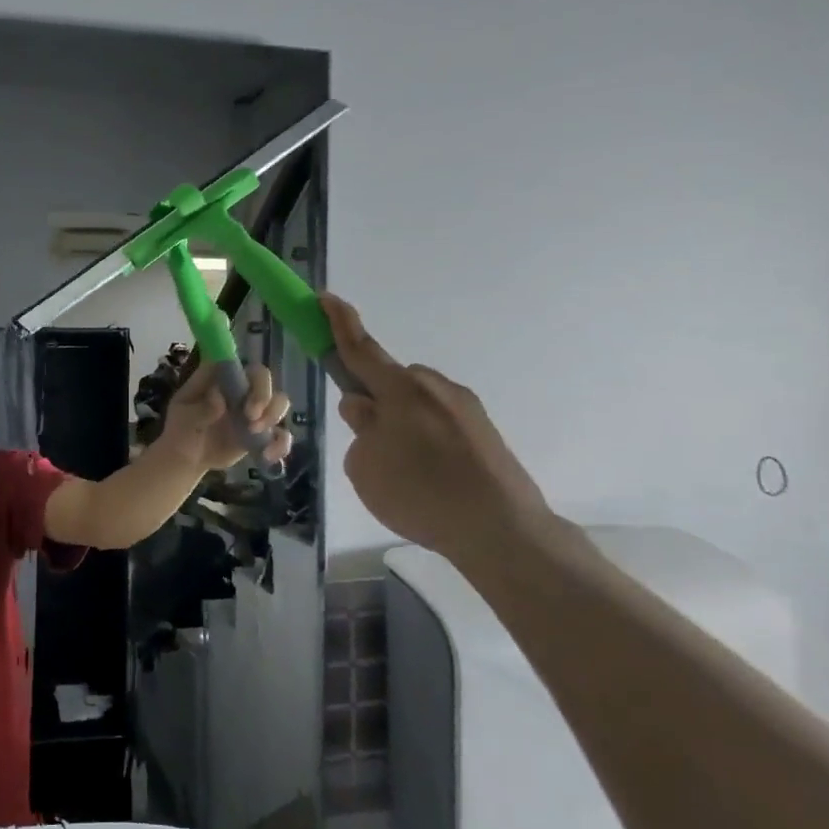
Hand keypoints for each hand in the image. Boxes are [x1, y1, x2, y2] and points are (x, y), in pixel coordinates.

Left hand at [158, 361, 293, 471]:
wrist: (187, 457)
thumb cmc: (182, 429)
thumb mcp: (183, 417)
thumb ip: (200, 408)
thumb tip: (219, 399)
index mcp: (222, 379)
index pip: (241, 365)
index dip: (248, 374)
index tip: (244, 394)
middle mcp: (241, 390)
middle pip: (264, 379)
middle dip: (264, 396)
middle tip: (250, 417)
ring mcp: (253, 411)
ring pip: (279, 402)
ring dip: (273, 416)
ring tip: (254, 433)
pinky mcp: (262, 433)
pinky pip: (281, 434)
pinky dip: (281, 445)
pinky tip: (267, 456)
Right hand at [321, 293, 556, 564]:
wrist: (502, 529)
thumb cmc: (420, 495)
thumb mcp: (366, 467)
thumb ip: (360, 430)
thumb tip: (365, 409)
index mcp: (401, 390)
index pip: (361, 349)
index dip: (339, 323)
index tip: (326, 298)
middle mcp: (435, 387)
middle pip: (392, 381)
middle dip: (375, 399)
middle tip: (369, 441)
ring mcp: (465, 407)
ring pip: (416, 403)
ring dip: (402, 423)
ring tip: (405, 472)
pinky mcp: (484, 429)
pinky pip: (439, 422)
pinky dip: (426, 440)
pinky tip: (432, 478)